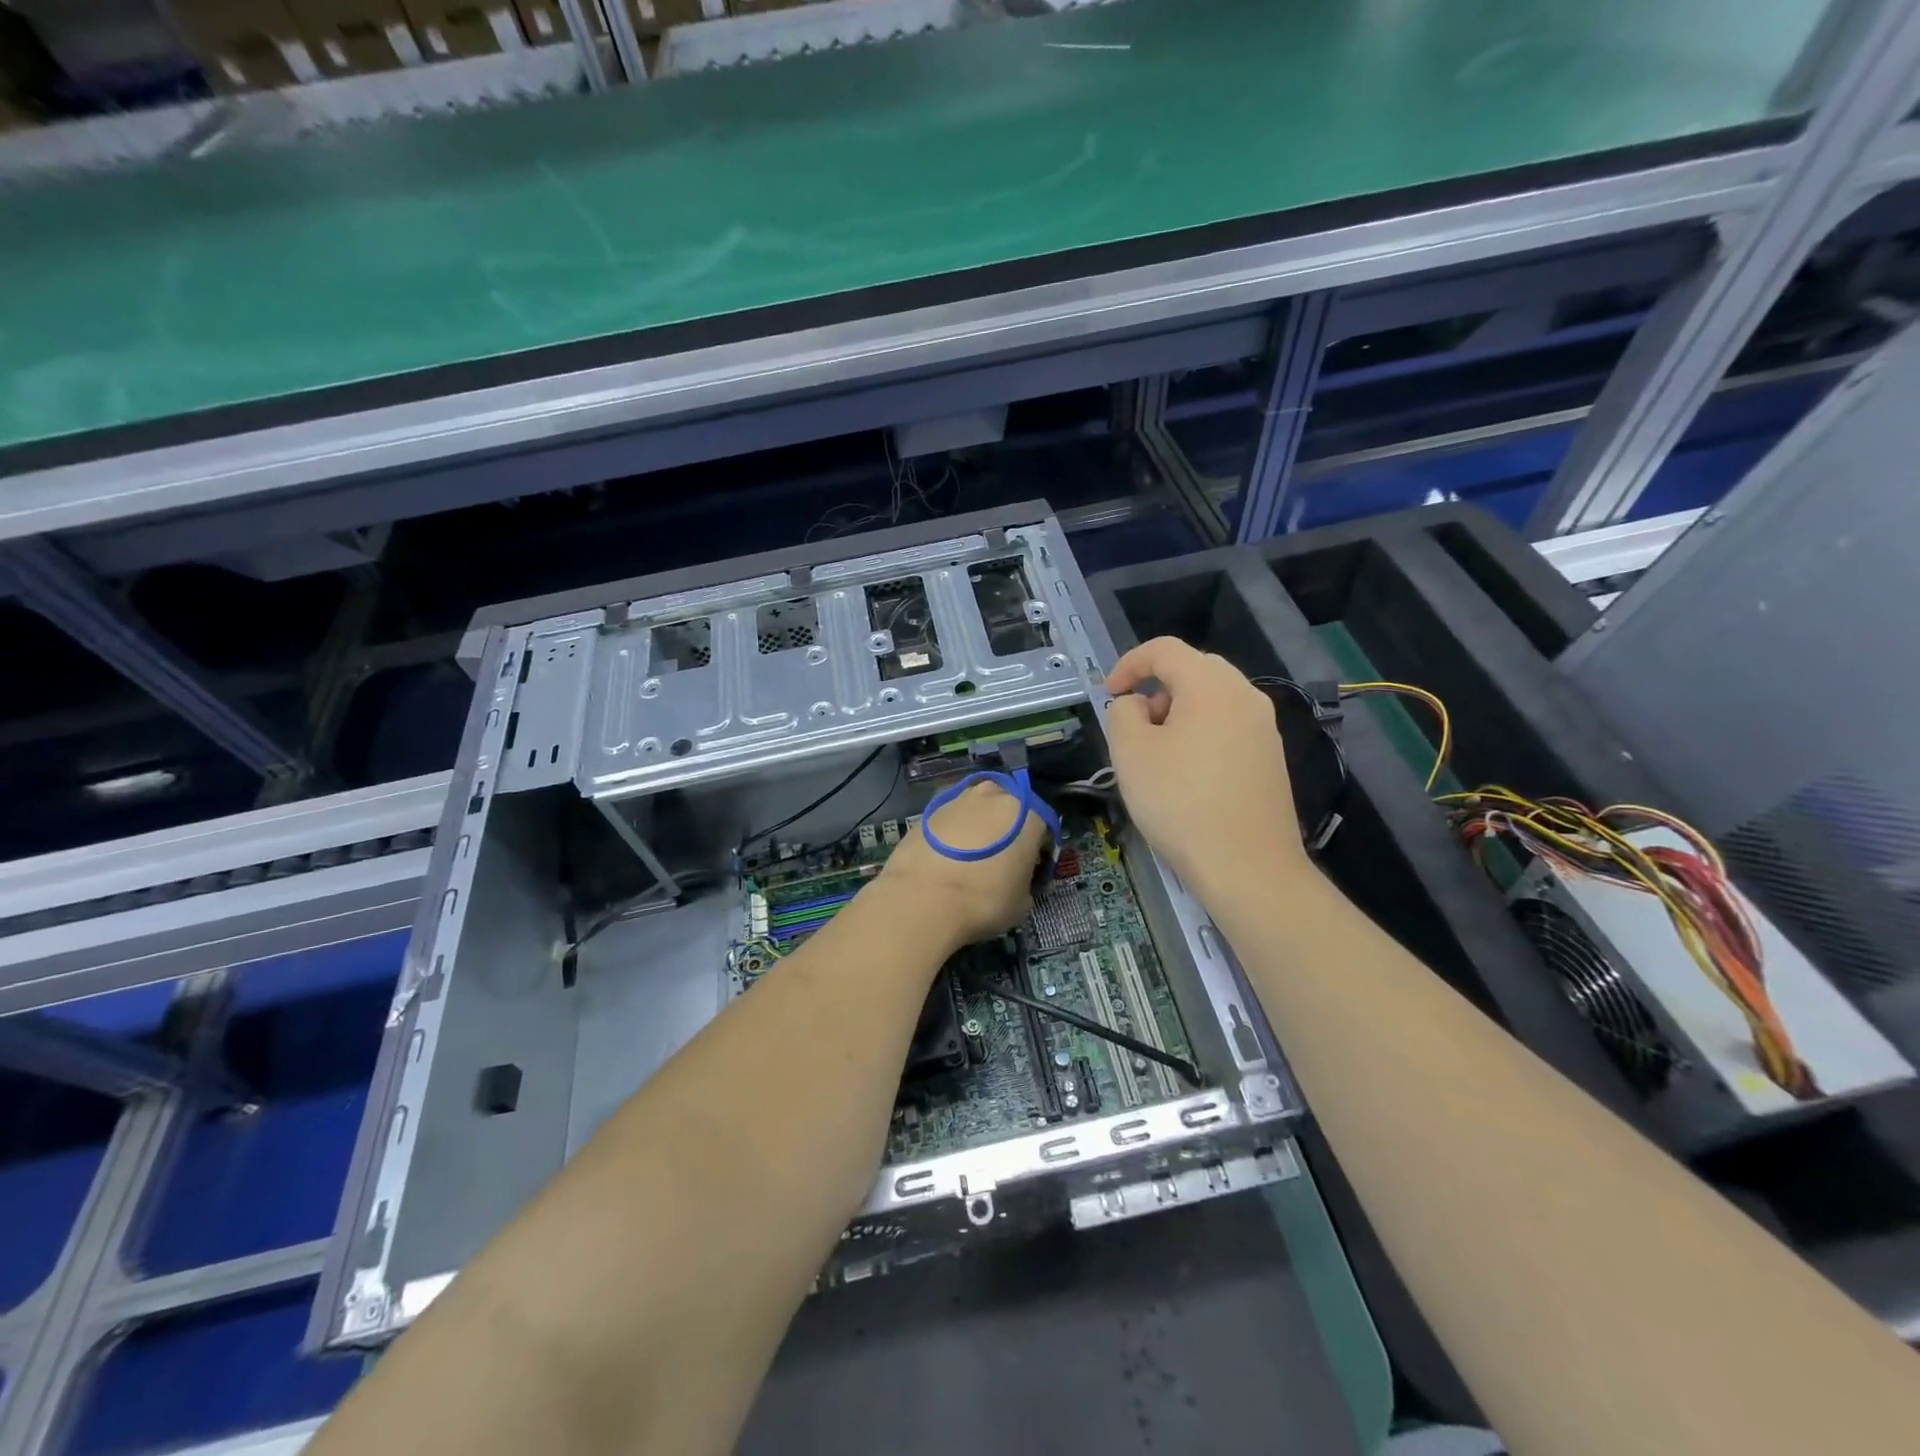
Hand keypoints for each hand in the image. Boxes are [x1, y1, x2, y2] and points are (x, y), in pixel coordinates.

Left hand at [877, 781, 1048, 949]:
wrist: (922, 900)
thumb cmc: (984, 900)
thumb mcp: (1022, 902)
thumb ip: (1026, 880)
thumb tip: (1015, 878)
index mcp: (1026, 813)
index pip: (1043, 827)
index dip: (1039, 850)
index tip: (1031, 870)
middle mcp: (993, 795)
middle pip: (1008, 809)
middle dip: (1007, 830)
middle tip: (1001, 860)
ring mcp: (957, 799)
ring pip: (976, 810)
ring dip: (978, 827)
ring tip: (971, 859)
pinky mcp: (927, 810)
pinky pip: (950, 820)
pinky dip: (952, 834)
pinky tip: (946, 860)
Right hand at [1104, 637, 1308, 899]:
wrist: (1248, 867)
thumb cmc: (1180, 803)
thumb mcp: (1131, 753)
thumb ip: (1122, 713)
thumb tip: (1136, 705)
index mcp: (1211, 685)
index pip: (1165, 649)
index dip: (1128, 664)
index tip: (1109, 695)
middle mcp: (1246, 696)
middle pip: (1194, 669)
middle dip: (1156, 687)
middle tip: (1134, 724)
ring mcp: (1265, 728)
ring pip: (1213, 699)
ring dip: (1178, 712)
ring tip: (1157, 753)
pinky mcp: (1272, 758)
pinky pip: (1229, 726)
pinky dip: (1201, 733)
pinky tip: (1188, 775)